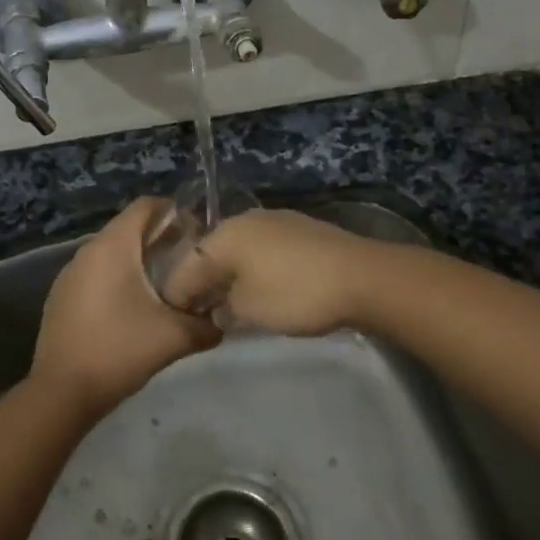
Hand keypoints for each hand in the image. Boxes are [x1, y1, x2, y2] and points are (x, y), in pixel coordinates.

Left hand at [30, 198, 221, 417]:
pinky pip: (96, 273)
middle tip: (189, 261)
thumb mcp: (173, 337)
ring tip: (166, 285)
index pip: (146, 206)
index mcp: (113, 246)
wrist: (61, 392)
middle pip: (129, 228)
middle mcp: (88, 250)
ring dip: (138, 260)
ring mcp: (70, 273)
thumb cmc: (119, 351)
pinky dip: (117, 278)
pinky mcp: (61, 296)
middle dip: (160, 238)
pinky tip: (132, 308)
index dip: (174, 211)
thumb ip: (206, 325)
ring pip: (112, 252)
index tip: (198, 233)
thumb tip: (222, 321)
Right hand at [197, 209, 391, 336]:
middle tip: (204, 312)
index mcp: (224, 235)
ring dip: (232, 275)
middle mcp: (244, 220)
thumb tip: (217, 308)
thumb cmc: (295, 293)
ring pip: (240, 250)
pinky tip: (265, 288)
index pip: (186, 266)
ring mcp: (275, 220)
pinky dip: (257, 269)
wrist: (361, 277)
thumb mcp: (249, 311)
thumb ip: (223, 309)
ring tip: (234, 303)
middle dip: (205, 282)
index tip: (177, 319)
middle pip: (212, 253)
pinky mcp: (300, 229)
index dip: (179, 295)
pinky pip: (264, 250)